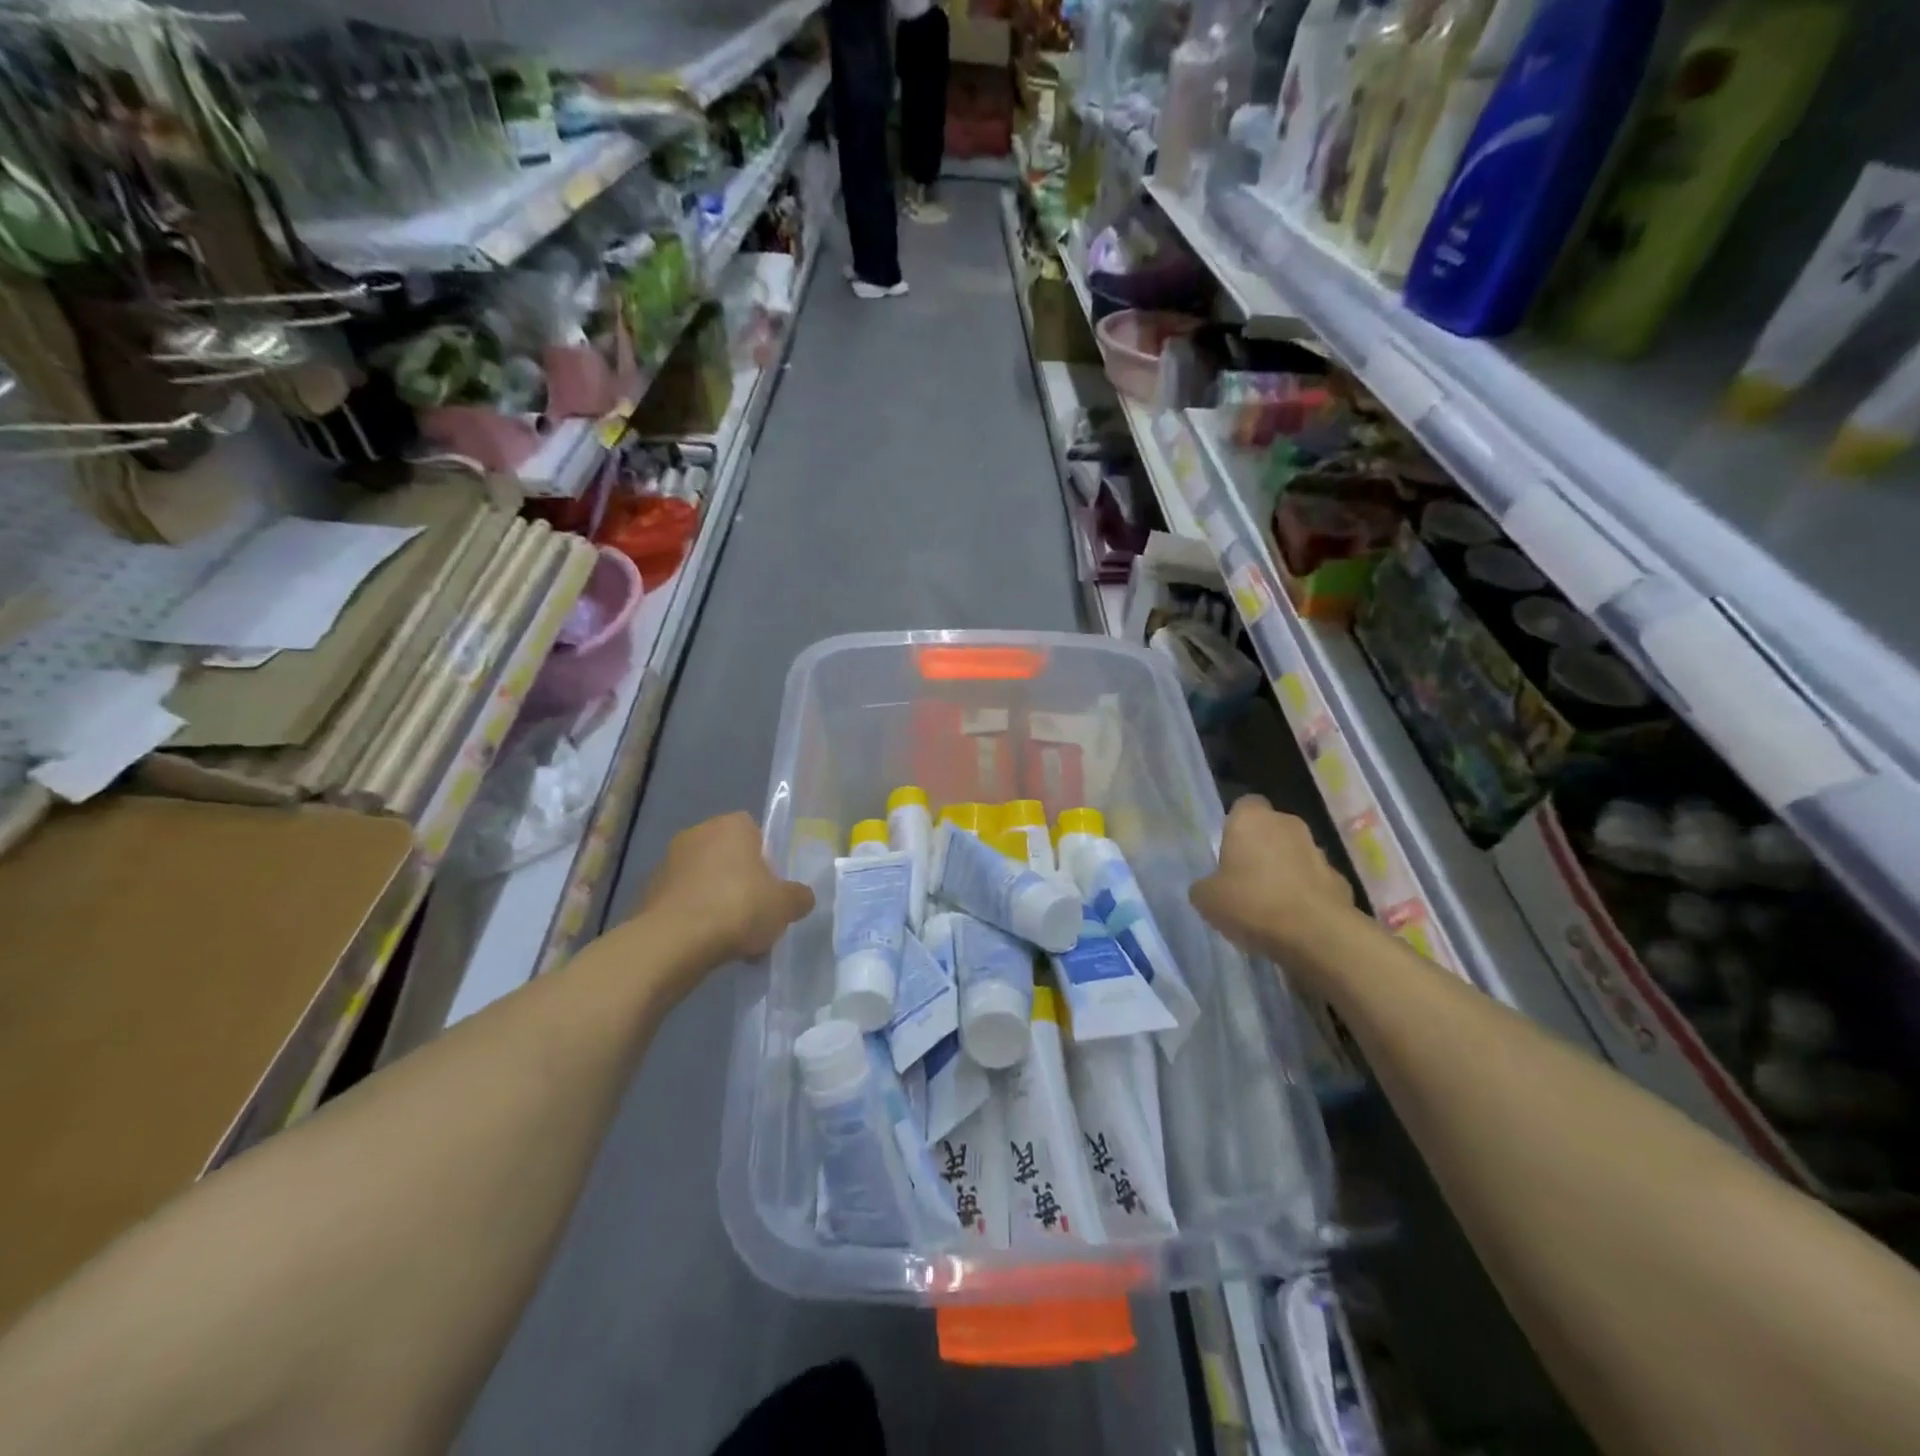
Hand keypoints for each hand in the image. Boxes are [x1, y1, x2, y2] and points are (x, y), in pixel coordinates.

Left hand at [633, 812, 814, 970]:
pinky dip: (696, 920)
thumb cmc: (738, 907)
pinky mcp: (648, 893)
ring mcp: (668, 863)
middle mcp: (697, 834)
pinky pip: (684, 904)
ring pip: (706, 883)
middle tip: (756, 915)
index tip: (772, 889)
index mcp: (732, 825)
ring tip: (734, 942)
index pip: (756, 833)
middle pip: (729, 858)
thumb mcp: (786, 905)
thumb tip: (801, 898)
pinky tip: (708, 948)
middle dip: (742, 884)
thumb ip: (798, 897)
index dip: (767, 861)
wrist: (674, 941)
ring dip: (718, 904)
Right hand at [1191, 796, 1358, 969]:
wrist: (1317, 935)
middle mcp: (1287, 824)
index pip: (1243, 805)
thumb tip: (1211, 886)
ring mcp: (1319, 851)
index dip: (1234, 826)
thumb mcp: (1206, 898)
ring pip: (1294, 855)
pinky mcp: (1340, 879)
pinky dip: (1305, 895)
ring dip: (1284, 871)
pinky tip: (1294, 920)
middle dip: (1260, 849)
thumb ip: (1205, 884)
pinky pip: (1314, 882)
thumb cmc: (1252, 903)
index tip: (1227, 852)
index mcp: (1251, 819)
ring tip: (1269, 905)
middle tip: (1243, 880)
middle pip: (1270, 830)